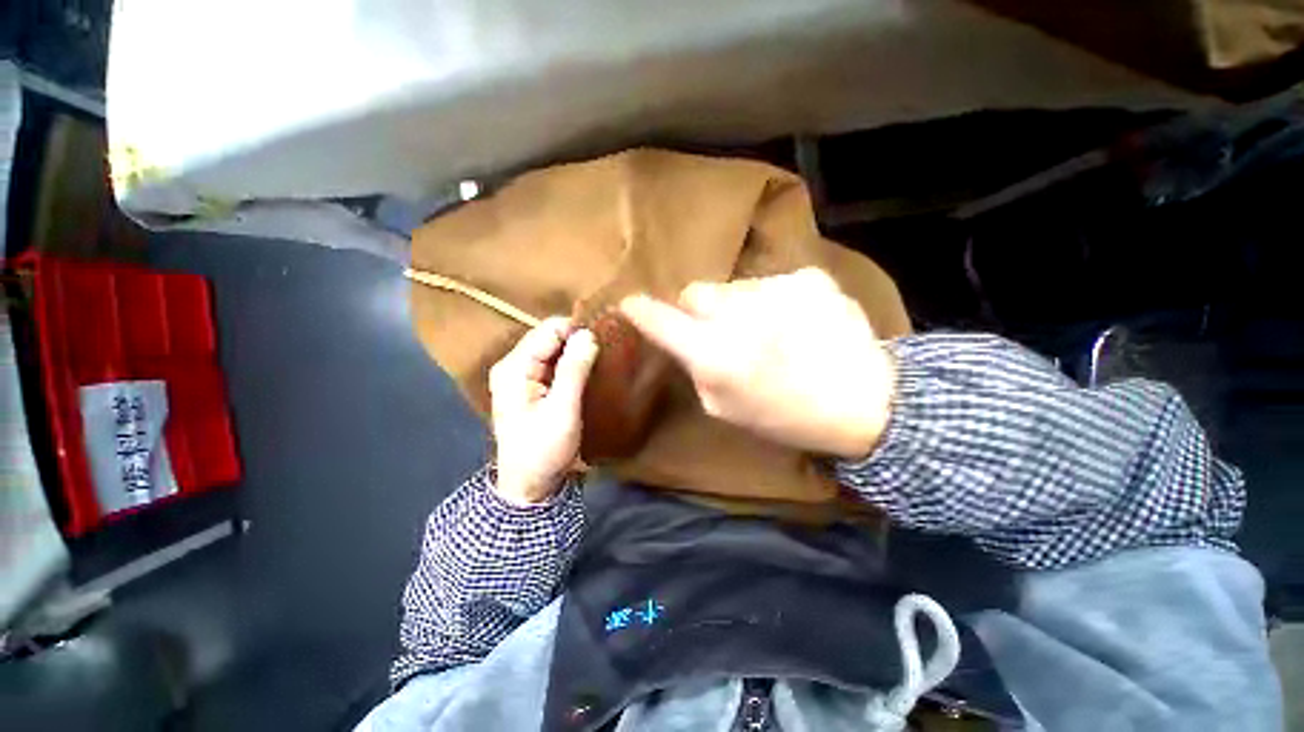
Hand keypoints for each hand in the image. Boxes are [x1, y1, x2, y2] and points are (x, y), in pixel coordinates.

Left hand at [489, 318, 599, 504]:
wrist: (530, 486)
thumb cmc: (543, 449)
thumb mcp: (562, 409)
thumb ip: (574, 370)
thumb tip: (588, 334)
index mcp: (514, 367)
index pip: (548, 331)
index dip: (576, 331)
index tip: (603, 339)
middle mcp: (514, 366)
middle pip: (550, 338)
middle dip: (577, 341)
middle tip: (605, 350)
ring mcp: (522, 377)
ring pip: (554, 351)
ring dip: (577, 353)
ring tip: (602, 359)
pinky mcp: (533, 388)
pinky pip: (555, 366)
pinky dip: (572, 365)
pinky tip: (590, 370)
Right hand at [620, 268, 894, 459]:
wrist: (868, 401)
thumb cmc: (787, 416)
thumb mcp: (725, 408)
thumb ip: (695, 368)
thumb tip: (684, 338)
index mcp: (715, 354)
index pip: (660, 319)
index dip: (641, 310)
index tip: (631, 304)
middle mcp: (739, 314)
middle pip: (695, 291)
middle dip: (698, 310)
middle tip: (721, 331)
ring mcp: (775, 288)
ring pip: (733, 287)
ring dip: (738, 306)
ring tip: (767, 331)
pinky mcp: (808, 277)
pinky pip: (771, 283)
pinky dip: (773, 301)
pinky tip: (796, 323)